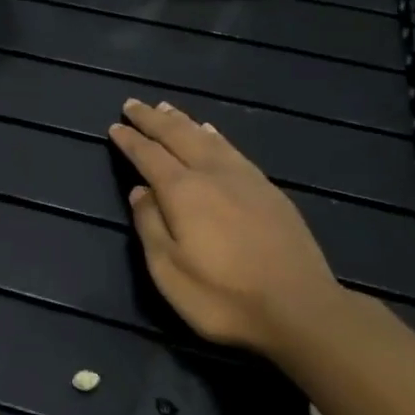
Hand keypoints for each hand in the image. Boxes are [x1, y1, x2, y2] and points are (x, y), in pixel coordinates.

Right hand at [109, 99, 348, 356]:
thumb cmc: (223, 297)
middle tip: (133, 104)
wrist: (300, 310)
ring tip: (167, 108)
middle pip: (178, 136)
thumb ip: (150, 225)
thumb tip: (139, 191)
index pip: (149, 155)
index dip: (130, 140)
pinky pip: (232, 148)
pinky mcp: (269, 190)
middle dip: (153, 119)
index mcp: (183, 191)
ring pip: (207, 137)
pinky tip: (212, 133)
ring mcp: (246, 179)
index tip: (114, 126)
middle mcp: (213, 174)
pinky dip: (214, 135)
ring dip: (183, 121)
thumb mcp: (168, 270)